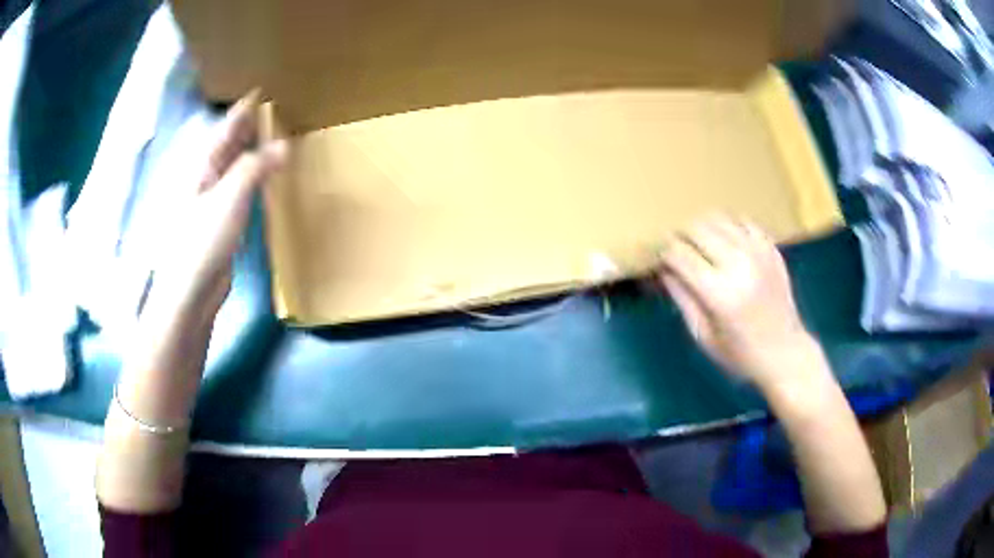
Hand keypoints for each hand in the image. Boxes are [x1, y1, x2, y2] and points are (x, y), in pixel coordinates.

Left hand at [151, 91, 285, 318]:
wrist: (190, 292)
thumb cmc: (202, 241)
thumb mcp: (229, 197)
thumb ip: (255, 166)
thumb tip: (283, 144)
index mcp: (203, 164)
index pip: (227, 125)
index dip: (245, 107)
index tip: (265, 89)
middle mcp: (206, 175)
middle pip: (230, 142)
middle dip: (250, 125)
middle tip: (277, 109)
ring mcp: (213, 198)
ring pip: (236, 163)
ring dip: (253, 148)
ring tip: (275, 134)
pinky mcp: (222, 219)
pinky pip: (240, 186)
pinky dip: (254, 174)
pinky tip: (265, 173)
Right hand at [655, 215, 821, 390]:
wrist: (786, 353)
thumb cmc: (740, 354)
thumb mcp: (703, 335)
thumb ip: (682, 298)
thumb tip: (663, 269)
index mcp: (720, 293)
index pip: (679, 255)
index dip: (663, 253)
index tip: (658, 258)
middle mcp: (739, 264)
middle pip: (697, 229)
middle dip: (680, 236)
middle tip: (676, 250)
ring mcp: (758, 252)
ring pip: (719, 219)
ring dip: (702, 228)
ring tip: (698, 245)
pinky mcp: (771, 249)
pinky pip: (743, 222)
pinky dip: (728, 227)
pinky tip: (725, 243)